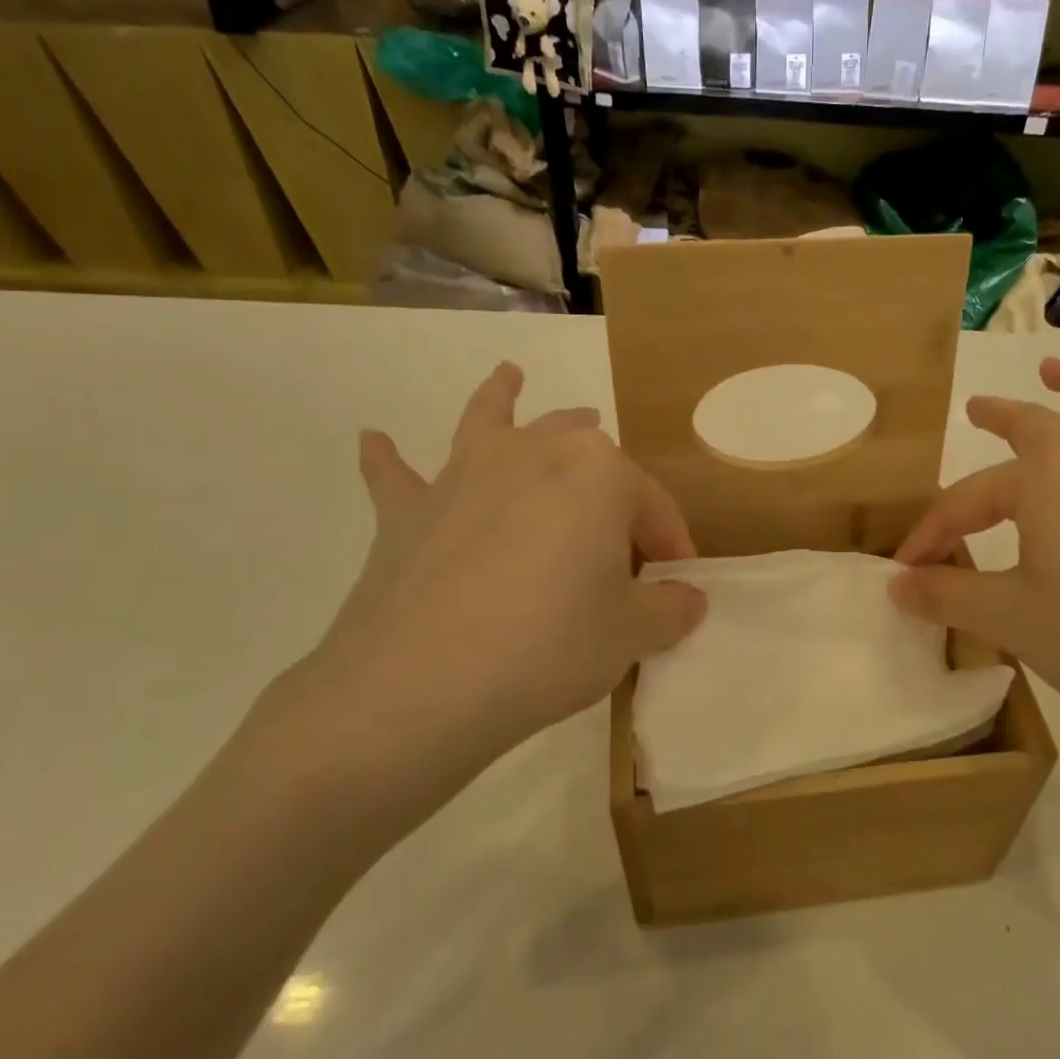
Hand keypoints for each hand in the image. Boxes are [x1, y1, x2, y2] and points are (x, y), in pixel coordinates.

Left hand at [238, 363, 705, 845]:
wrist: (424, 683)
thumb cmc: (552, 644)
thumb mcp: (634, 634)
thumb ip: (671, 609)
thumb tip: (685, 598)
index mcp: (598, 471)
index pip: (651, 505)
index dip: (671, 546)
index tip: (678, 587)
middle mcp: (532, 452)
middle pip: (582, 450)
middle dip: (609, 477)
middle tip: (624, 515)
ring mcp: (463, 475)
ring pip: (493, 422)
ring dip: (503, 397)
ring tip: (509, 376)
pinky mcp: (408, 512)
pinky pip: (397, 474)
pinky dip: (387, 458)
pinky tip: (374, 440)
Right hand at [891, 359, 1059, 773]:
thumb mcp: (1010, 619)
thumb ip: (948, 595)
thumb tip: (897, 585)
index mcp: (1046, 479)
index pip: (968, 499)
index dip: (933, 532)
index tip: (906, 570)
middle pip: (1038, 427)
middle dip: (1002, 417)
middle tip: (978, 409)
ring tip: (1059, 371)